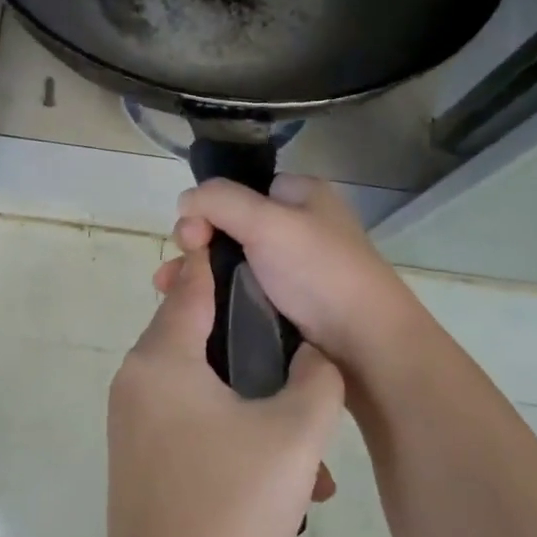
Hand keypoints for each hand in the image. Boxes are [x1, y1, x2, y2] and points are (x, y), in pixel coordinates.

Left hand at [103, 248, 344, 536]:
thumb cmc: (231, 507)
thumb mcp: (295, 435)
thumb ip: (318, 377)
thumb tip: (315, 353)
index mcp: (162, 358)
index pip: (191, 285)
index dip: (224, 262)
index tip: (260, 252)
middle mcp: (136, 379)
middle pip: (199, 336)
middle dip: (254, 352)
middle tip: (302, 371)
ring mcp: (132, 422)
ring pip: (202, 389)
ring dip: (253, 408)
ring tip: (307, 457)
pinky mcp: (139, 459)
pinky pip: (189, 424)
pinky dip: (231, 436)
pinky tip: (280, 485)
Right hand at [175, 175, 426, 369]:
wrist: (366, 347)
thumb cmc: (321, 273)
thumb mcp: (268, 222)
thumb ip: (220, 201)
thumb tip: (183, 200)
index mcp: (303, 196)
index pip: (242, 189)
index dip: (210, 206)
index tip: (192, 233)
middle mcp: (297, 227)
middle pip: (230, 226)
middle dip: (197, 244)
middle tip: (180, 267)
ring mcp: (292, 270)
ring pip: (230, 262)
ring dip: (199, 273)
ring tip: (170, 289)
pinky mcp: (286, 306)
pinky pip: (240, 292)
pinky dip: (215, 297)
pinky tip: (193, 308)